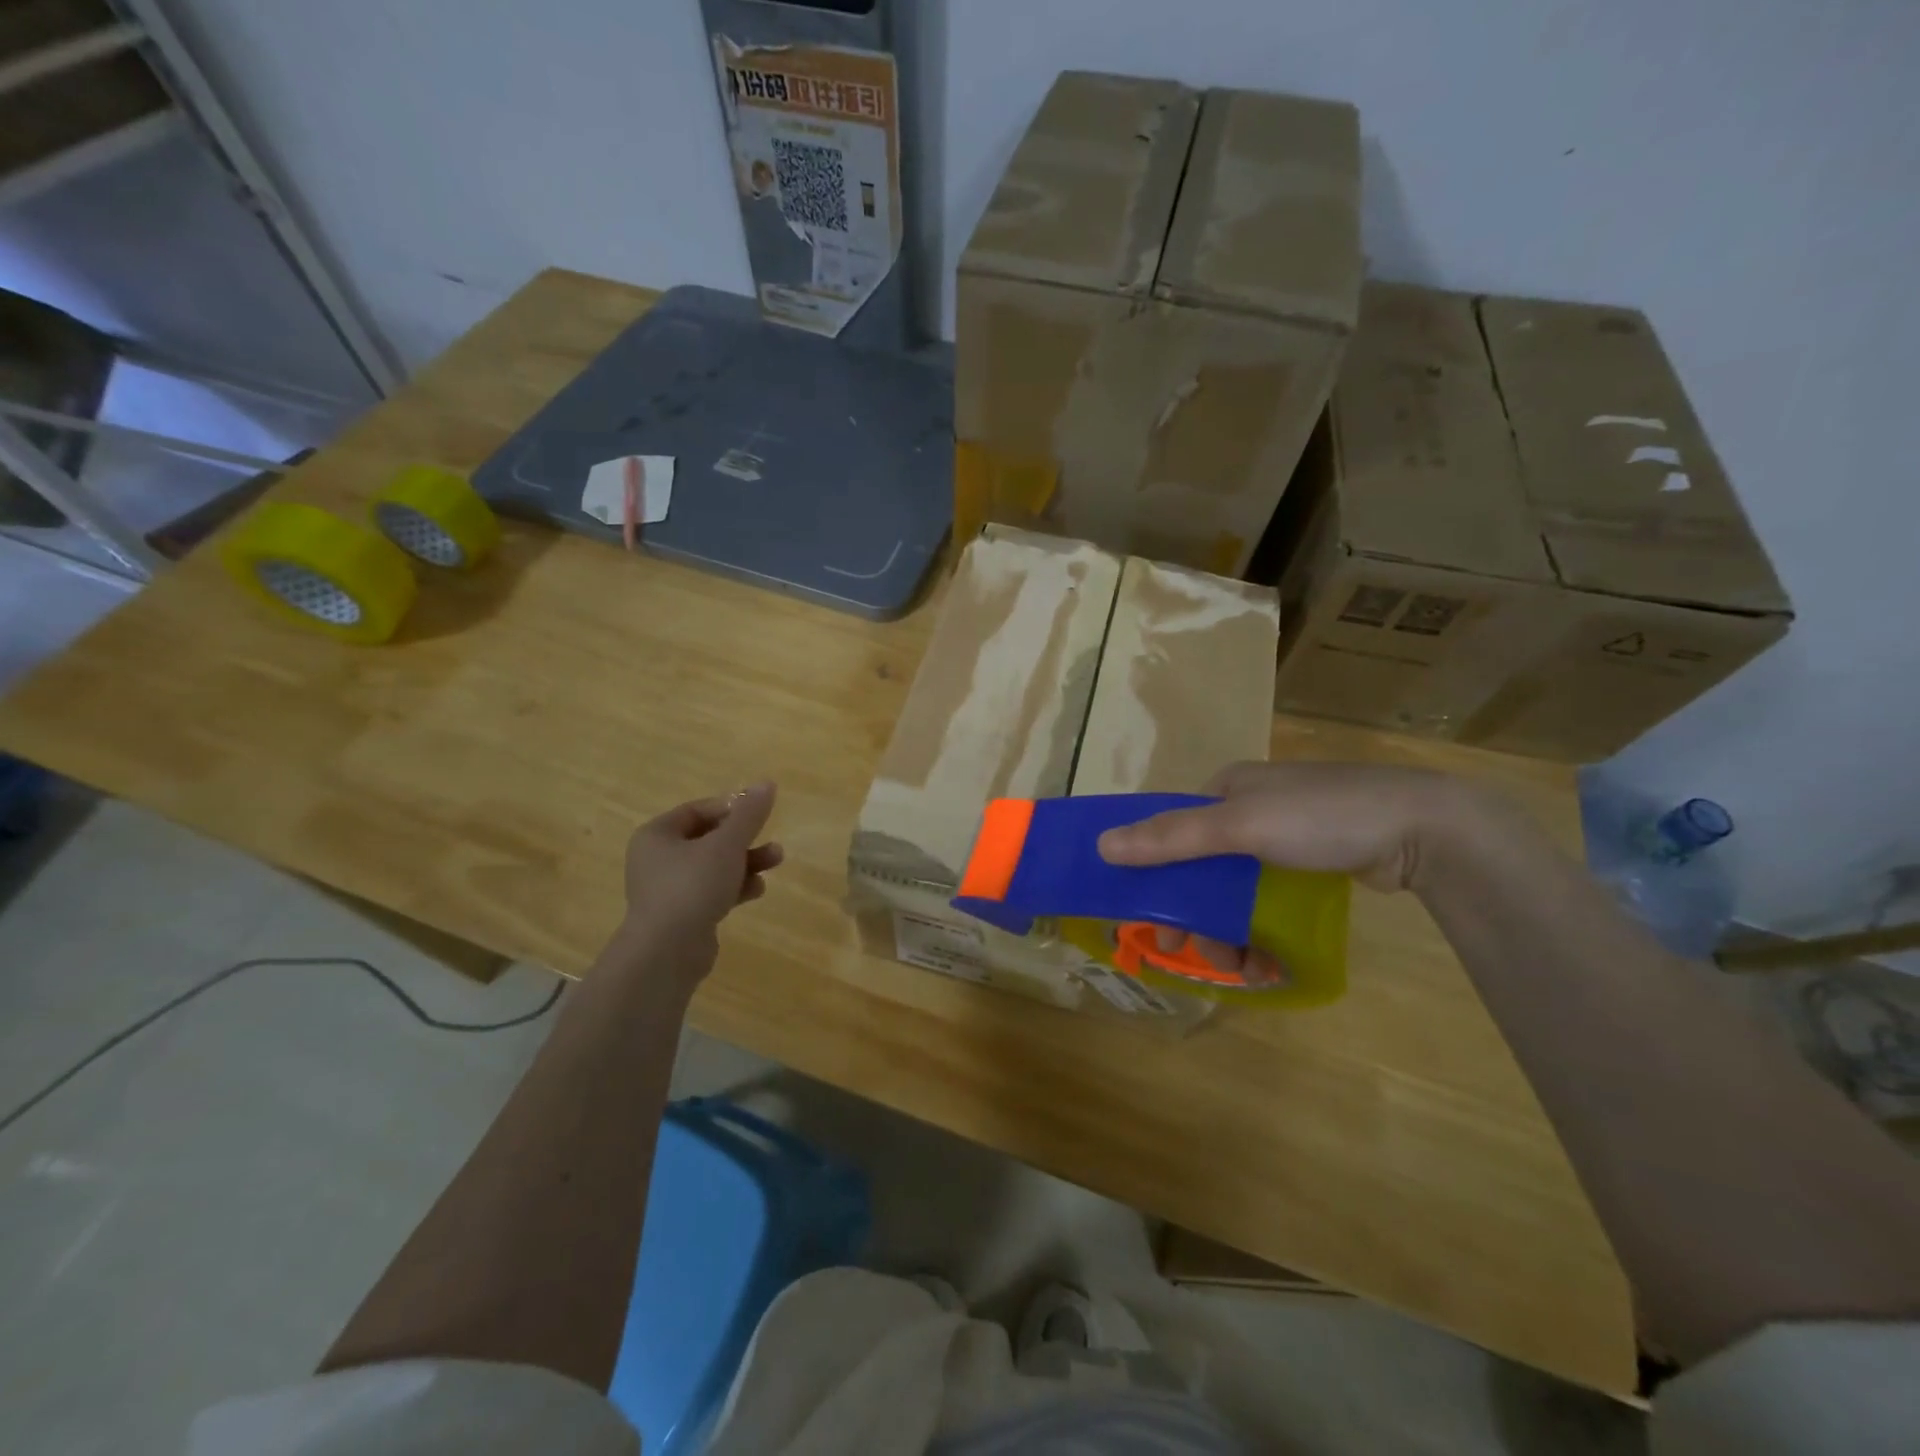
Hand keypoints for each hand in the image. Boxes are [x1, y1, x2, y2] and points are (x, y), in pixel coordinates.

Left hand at [619, 782, 783, 974]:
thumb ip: (749, 815)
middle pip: (709, 839)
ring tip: (775, 863)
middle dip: (745, 840)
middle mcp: (657, 859)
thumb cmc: (693, 886)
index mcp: (657, 834)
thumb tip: (766, 783)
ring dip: (746, 863)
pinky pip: (712, 892)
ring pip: (714, 866)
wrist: (667, 952)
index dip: (732, 809)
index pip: (699, 810)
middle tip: (772, 839)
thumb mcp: (727, 845)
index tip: (760, 814)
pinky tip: (757, 891)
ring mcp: (668, 889)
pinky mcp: (681, 915)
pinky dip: (735, 888)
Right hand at [1097, 763, 1480, 979]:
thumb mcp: (1240, 825)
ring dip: (1230, 932)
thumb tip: (1103, 846)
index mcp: (1226, 788)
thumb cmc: (1322, 817)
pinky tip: (1267, 962)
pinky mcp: (1313, 863)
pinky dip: (1261, 930)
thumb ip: (1172, 837)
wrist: (1425, 829)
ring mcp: (1284, 837)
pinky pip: (1269, 900)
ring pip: (1236, 889)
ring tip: (1244, 971)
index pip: (1173, 831)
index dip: (1157, 876)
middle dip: (1199, 916)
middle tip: (1201, 957)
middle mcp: (1249, 809)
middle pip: (1203, 868)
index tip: (1156, 921)